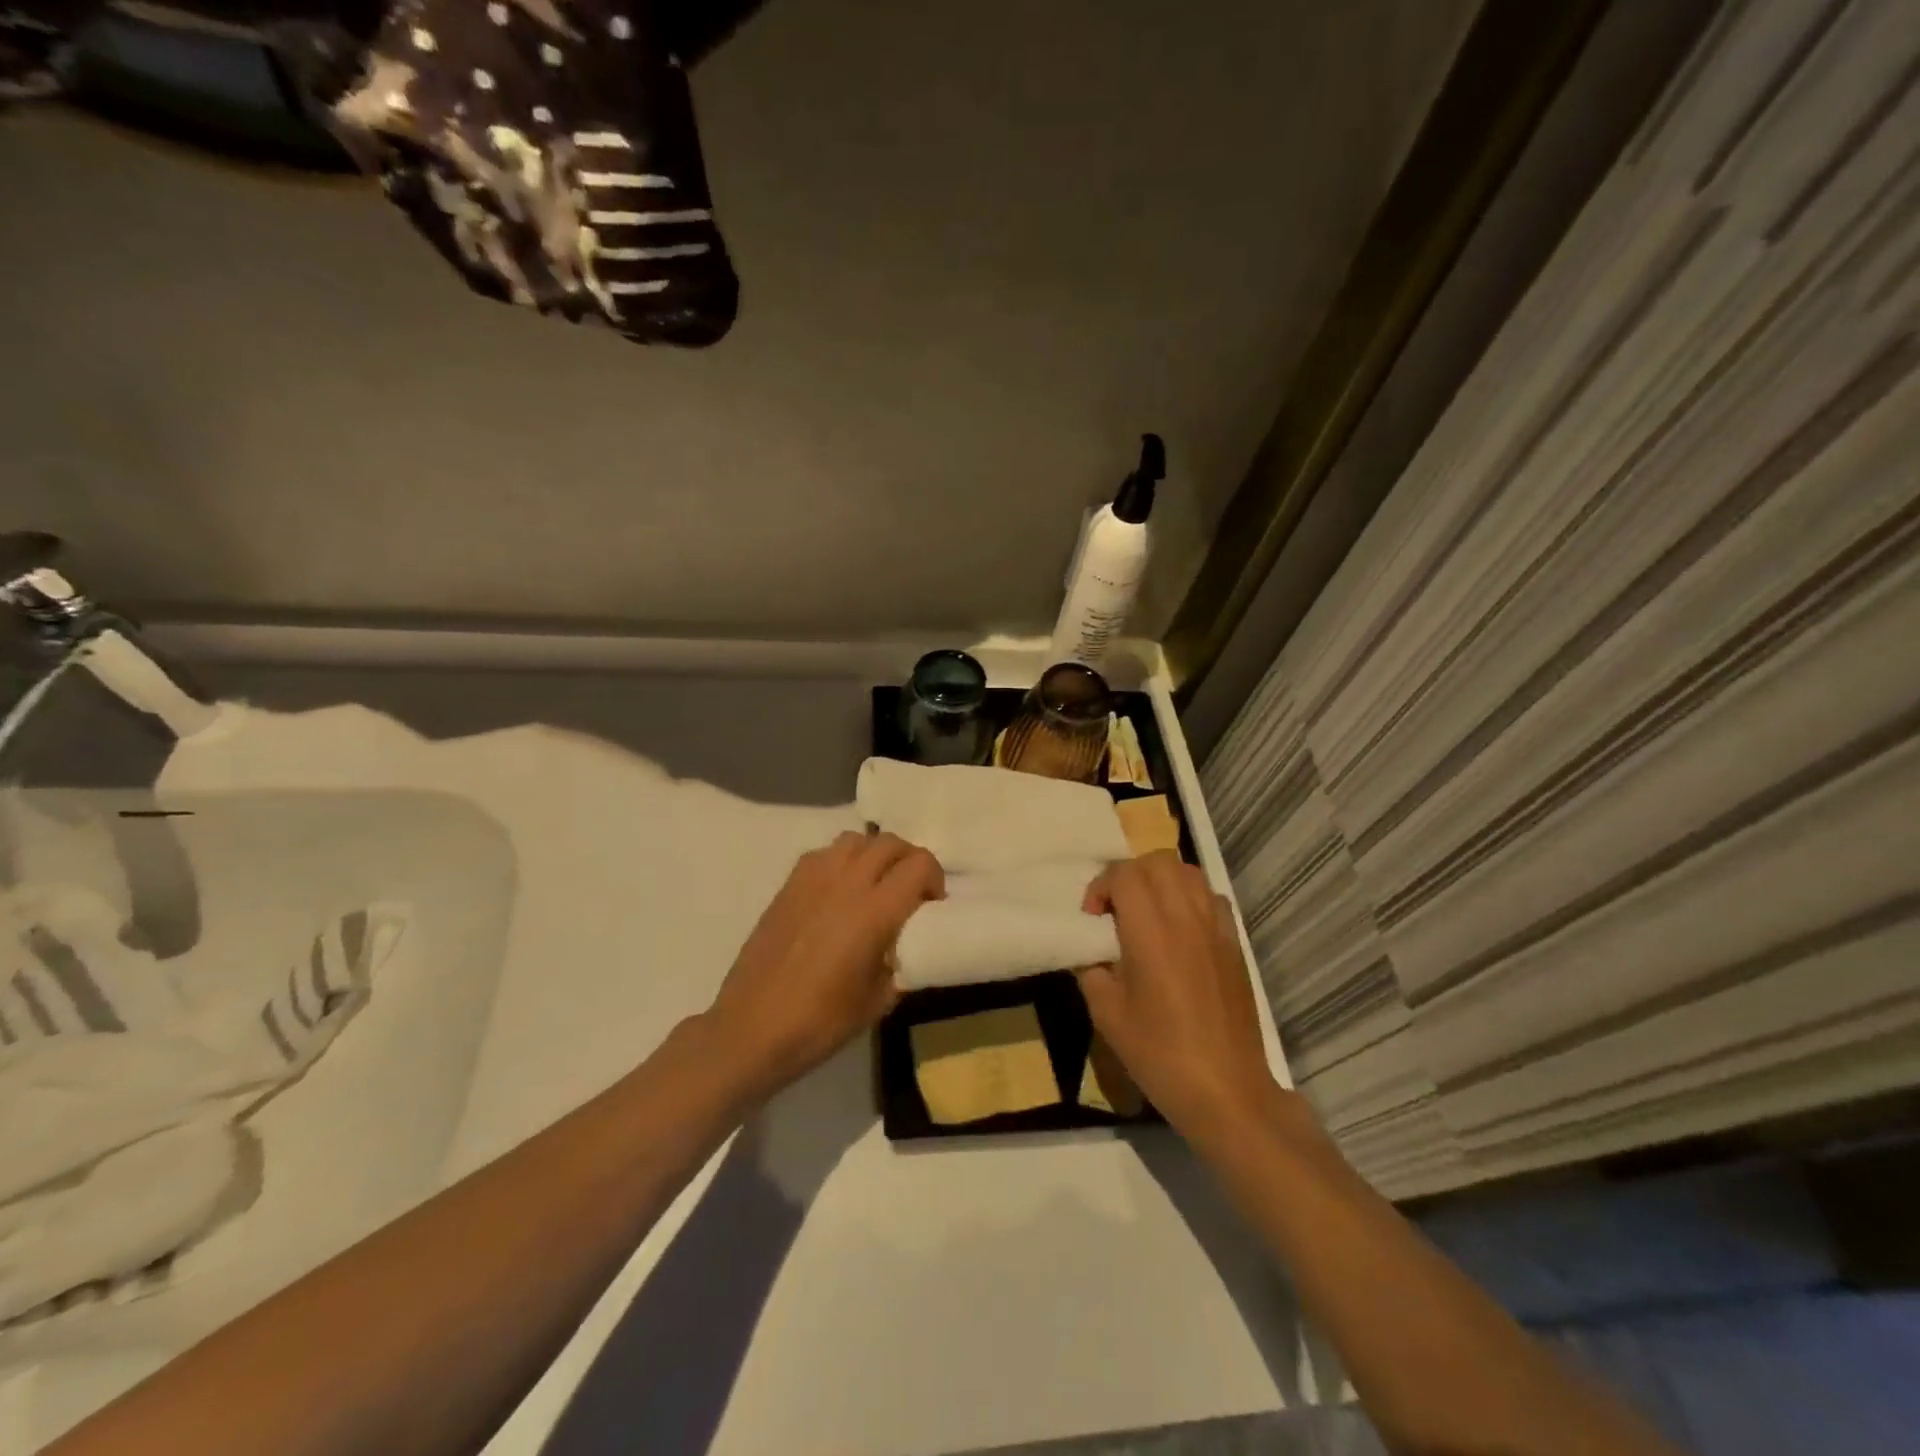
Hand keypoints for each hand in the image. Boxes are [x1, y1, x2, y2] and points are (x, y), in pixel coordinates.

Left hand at [704, 830, 942, 1102]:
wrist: (751, 1028)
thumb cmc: (819, 1021)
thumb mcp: (878, 1001)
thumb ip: (899, 964)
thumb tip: (902, 948)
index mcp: (874, 911)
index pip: (919, 864)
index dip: (934, 878)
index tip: (932, 904)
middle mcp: (846, 883)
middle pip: (889, 842)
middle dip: (908, 860)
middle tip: (910, 891)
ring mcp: (812, 879)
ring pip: (855, 840)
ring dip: (874, 854)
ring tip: (874, 884)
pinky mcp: (788, 886)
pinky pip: (824, 853)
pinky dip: (842, 861)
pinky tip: (839, 892)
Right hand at [1078, 852, 1280, 1140]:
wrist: (1225, 1089)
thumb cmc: (1158, 1053)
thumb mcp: (1106, 1013)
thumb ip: (1091, 968)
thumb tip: (1090, 948)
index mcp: (1151, 933)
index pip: (1125, 875)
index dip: (1100, 887)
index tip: (1091, 919)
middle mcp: (1186, 918)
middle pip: (1157, 862)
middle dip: (1129, 875)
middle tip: (1115, 909)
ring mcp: (1216, 928)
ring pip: (1188, 872)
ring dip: (1160, 880)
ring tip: (1146, 912)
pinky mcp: (1234, 943)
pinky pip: (1211, 897)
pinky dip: (1190, 897)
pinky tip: (1179, 928)